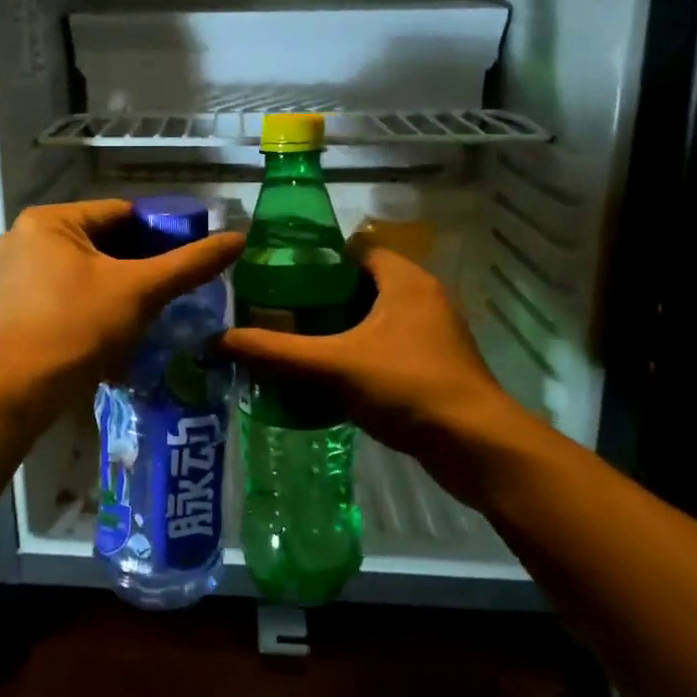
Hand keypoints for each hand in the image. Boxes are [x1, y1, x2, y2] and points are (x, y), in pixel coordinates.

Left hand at [0, 200, 243, 402]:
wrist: (19, 392)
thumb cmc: (79, 328)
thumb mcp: (141, 291)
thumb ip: (189, 263)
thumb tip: (237, 239)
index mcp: (49, 220)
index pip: (121, 214)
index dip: (160, 233)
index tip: (187, 258)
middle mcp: (24, 236)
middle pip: (101, 240)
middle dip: (138, 263)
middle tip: (172, 287)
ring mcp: (13, 270)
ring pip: (83, 267)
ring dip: (116, 283)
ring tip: (151, 306)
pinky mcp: (12, 302)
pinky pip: (63, 288)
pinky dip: (91, 299)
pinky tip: (115, 323)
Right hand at [220, 246, 520, 463]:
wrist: (477, 448)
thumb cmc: (408, 386)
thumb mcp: (334, 364)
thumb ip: (277, 351)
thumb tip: (219, 340)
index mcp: (404, 279)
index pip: (354, 248)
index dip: (316, 257)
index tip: (278, 274)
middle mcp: (421, 297)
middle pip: (359, 284)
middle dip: (319, 298)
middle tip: (277, 311)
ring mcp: (430, 333)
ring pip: (372, 318)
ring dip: (336, 329)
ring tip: (293, 342)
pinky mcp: (432, 366)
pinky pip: (384, 347)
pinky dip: (355, 354)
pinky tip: (324, 375)